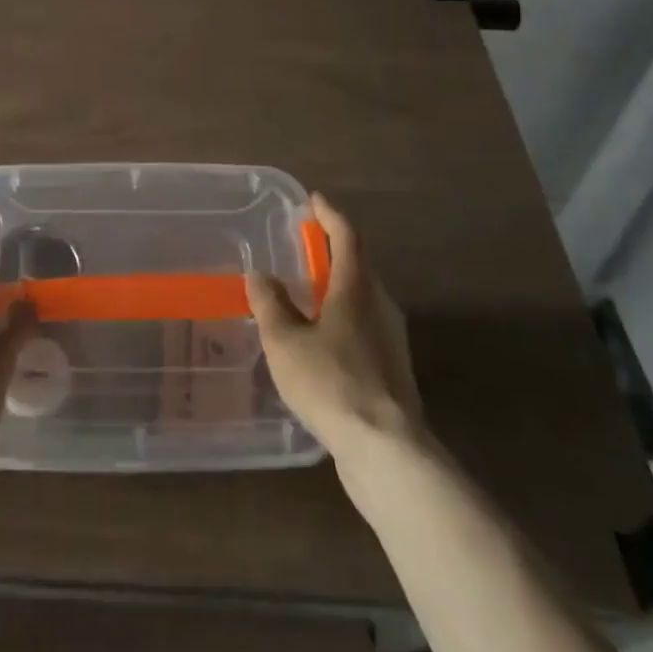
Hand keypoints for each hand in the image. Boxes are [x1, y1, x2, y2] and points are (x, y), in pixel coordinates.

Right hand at [245, 193, 426, 468]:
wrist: (386, 451)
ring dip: (337, 288)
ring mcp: (391, 340)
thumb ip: (270, 304)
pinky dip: (342, 320)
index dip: (329, 215)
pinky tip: (322, 342)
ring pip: (362, 300)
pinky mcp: (393, 372)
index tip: (314, 200)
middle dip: (333, 251)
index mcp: (356, 288)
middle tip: (306, 246)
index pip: (347, 236)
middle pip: (358, 266)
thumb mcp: (285, 341)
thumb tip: (259, 274)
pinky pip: (364, 329)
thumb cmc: (331, 382)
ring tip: (308, 295)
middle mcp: (380, 306)